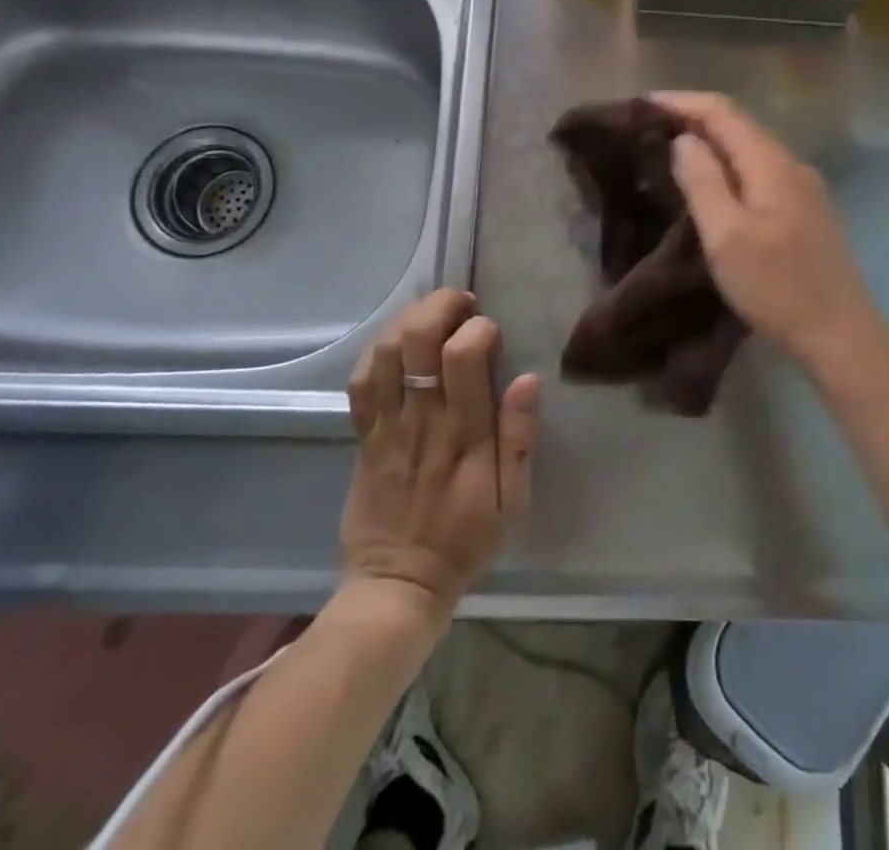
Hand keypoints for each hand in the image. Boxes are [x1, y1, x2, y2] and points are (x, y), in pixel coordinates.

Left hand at [341, 289, 539, 617]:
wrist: (399, 583)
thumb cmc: (465, 540)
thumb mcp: (513, 502)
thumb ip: (520, 439)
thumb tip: (528, 378)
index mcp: (463, 435)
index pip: (463, 357)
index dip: (479, 328)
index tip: (492, 332)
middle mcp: (421, 420)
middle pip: (417, 340)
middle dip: (441, 306)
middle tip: (463, 305)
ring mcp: (386, 425)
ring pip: (385, 351)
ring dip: (410, 320)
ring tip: (433, 317)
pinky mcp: (363, 435)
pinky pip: (361, 381)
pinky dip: (377, 350)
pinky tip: (398, 344)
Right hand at [658, 91, 888, 370]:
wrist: (841, 334)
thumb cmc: (777, 287)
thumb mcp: (727, 236)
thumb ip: (703, 182)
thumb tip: (684, 140)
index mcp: (772, 164)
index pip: (722, 112)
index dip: (682, 102)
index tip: (642, 105)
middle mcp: (792, 164)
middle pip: (738, 125)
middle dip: (694, 119)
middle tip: (650, 129)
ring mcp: (804, 187)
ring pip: (750, 149)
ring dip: (712, 143)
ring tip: (673, 153)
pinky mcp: (806, 210)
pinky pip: (760, 172)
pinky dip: (729, 166)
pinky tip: (713, 184)